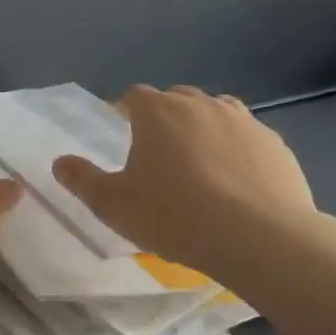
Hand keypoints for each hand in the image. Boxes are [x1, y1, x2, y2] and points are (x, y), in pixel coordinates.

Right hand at [51, 85, 315, 278]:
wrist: (260, 238)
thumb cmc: (175, 216)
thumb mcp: (113, 205)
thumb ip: (82, 180)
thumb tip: (59, 162)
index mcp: (158, 112)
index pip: (134, 96)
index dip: (125, 111)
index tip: (122, 133)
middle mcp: (201, 105)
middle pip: (177, 99)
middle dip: (165, 118)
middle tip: (158, 155)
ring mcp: (243, 121)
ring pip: (216, 114)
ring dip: (203, 130)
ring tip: (199, 166)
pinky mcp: (275, 145)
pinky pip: (247, 140)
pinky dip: (237, 152)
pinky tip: (236, 184)